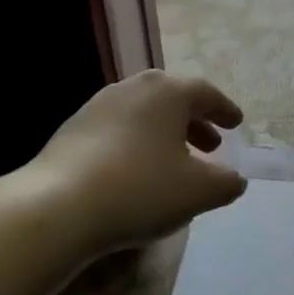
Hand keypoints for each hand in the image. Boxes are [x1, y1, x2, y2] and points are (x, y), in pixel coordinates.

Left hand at [24, 69, 247, 253]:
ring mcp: (99, 106)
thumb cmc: (140, 189)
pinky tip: (135, 172)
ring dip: (164, 134)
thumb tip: (235, 179)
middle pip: (173, 99)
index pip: (206, 93)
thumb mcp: (198, 191)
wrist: (56, 206)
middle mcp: (134, 88)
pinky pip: (118, 129)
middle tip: (211, 145)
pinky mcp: (72, 129)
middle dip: (195, 121)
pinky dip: (136, 143)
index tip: (236, 124)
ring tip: (174, 162)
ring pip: (143, 113)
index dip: (224, 109)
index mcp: (169, 92)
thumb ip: (226, 183)